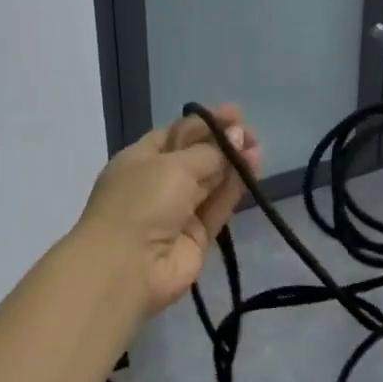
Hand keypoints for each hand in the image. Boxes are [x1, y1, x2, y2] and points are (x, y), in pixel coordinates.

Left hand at [75, 104, 262, 317]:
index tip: (234, 114)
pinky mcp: (197, 237)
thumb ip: (209, 152)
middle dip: (221, 142)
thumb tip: (237, 134)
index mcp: (139, 160)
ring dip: (232, 164)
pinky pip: (218, 207)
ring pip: (210, 182)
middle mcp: (157, 183)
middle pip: (195, 157)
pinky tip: (252, 168)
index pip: (176, 134)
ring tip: (256, 148)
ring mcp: (177, 212)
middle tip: (250, 132)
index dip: (204, 124)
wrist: (126, 268)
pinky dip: (234, 188)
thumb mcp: (173, 165)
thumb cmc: (140, 202)